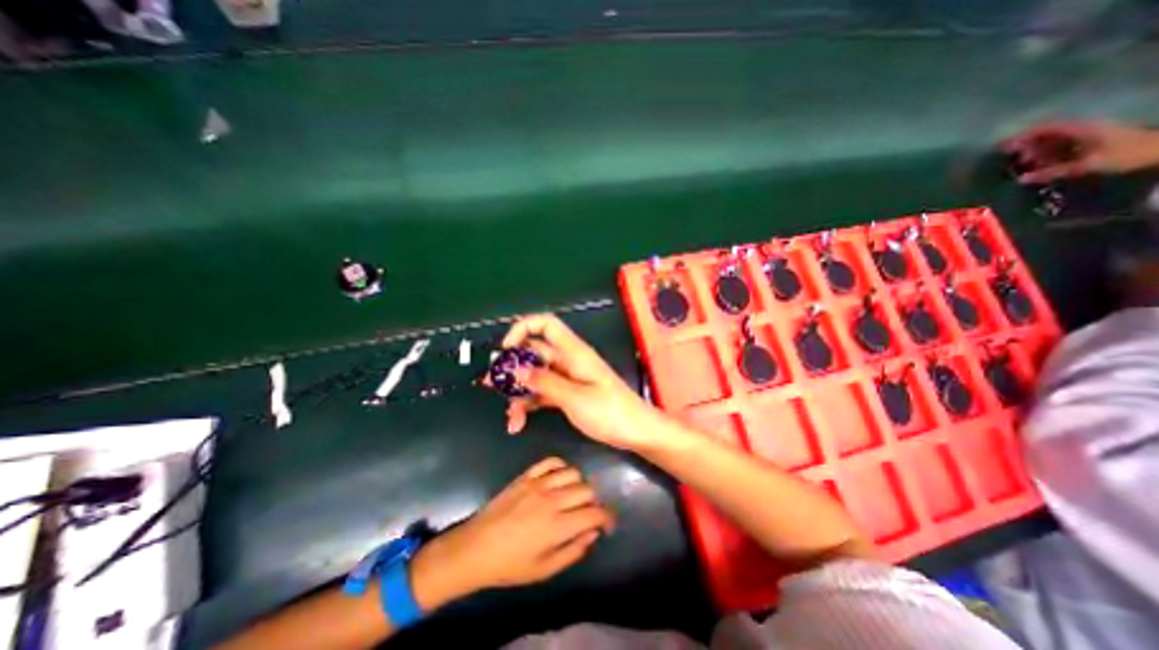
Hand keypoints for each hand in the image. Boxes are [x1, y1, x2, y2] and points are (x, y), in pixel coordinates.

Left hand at [410, 455, 615, 595]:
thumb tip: (593, 533)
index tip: (608, 524)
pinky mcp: (526, 476)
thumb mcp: (544, 570)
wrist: (475, 548)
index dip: (608, 517)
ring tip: (574, 495)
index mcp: (558, 526)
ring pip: (573, 472)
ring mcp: (538, 484)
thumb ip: (573, 551)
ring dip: (579, 483)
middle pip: (587, 490)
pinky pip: (550, 461)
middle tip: (588, 512)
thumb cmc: (509, 565)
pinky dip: (561, 466)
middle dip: (594, 502)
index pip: (595, 513)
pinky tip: (559, 477)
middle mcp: (552, 500)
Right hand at [500, 314, 671, 452]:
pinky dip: (529, 404)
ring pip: (534, 375)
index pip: (546, 324)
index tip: (505, 350)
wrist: (636, 432)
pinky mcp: (567, 394)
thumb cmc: (611, 412)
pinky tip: (519, 422)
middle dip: (511, 367)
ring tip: (509, 416)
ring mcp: (567, 378)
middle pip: (534, 352)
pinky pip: (542, 393)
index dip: (523, 329)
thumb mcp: (575, 397)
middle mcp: (568, 361)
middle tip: (490, 385)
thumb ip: (544, 382)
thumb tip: (515, 367)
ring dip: (518, 392)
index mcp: (573, 352)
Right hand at [1001, 120, 1157, 182]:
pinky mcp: (1092, 141)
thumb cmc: (1125, 154)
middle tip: (1012, 159)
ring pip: (1054, 140)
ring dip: (1037, 151)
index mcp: (1080, 129)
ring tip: (1025, 165)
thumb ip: (1053, 172)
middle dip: (1027, 145)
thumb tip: (1021, 180)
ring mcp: (1088, 134)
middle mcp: (1082, 128)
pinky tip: (1042, 164)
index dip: (1022, 136)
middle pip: (1047, 134)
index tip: (1002, 146)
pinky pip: (1063, 146)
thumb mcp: (1087, 165)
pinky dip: (1048, 154)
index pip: (1045, 128)